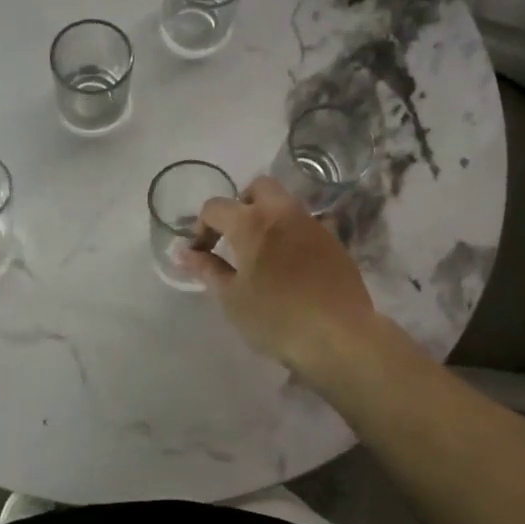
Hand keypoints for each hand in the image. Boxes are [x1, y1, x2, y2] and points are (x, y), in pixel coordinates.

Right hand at [183, 176, 377, 376]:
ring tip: (262, 252)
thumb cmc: (277, 318)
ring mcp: (312, 224)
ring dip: (268, 217)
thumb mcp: (232, 298)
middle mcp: (282, 212)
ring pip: (285, 203)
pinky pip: (305, 225)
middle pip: (258, 187)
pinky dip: (291, 234)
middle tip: (234, 237)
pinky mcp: (334, 241)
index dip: (201, 227)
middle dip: (241, 204)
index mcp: (251, 222)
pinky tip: (290, 266)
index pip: (215, 207)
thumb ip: (206, 269)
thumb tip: (184, 253)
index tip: (201, 253)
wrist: (340, 336)